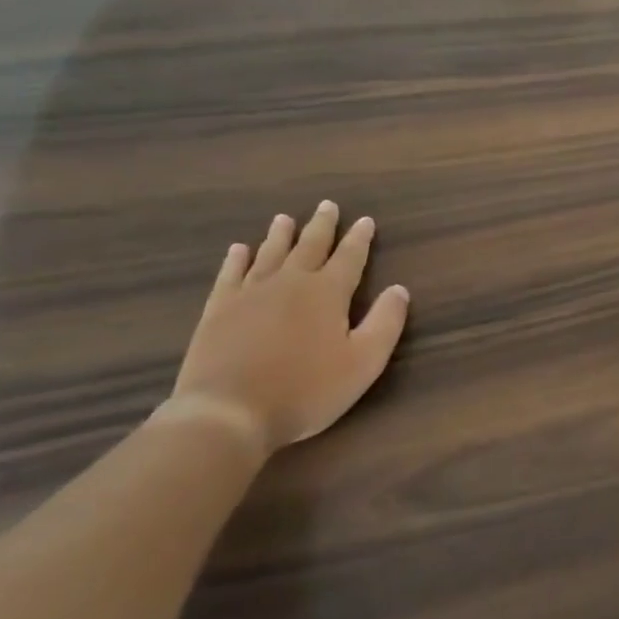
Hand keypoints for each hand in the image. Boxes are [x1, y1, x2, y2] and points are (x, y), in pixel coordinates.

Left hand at [165, 202, 409, 458]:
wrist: (229, 412)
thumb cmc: (306, 390)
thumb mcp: (363, 362)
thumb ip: (385, 323)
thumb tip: (399, 290)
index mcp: (327, 293)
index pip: (349, 257)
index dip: (359, 239)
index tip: (365, 220)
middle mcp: (290, 282)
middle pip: (310, 246)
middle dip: (322, 226)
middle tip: (328, 205)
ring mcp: (250, 293)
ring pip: (270, 253)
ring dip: (281, 235)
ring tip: (285, 218)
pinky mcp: (219, 309)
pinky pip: (231, 274)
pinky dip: (237, 259)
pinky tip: (239, 250)